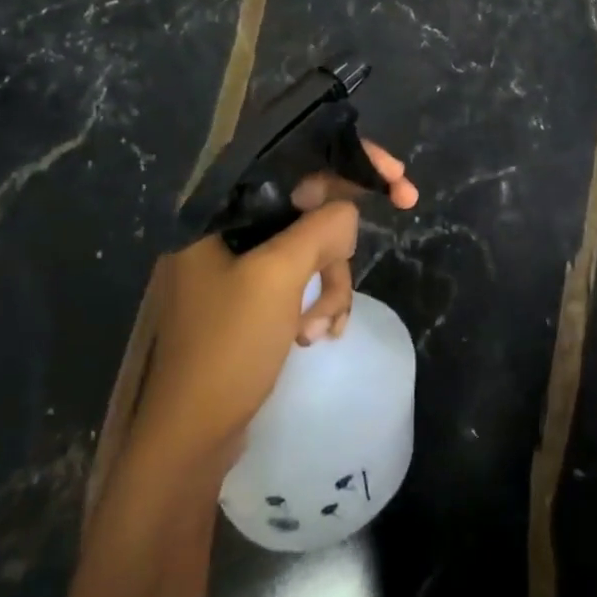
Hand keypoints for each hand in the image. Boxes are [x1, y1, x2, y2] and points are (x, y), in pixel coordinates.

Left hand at [132, 141, 417, 465]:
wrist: (190, 439)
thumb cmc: (226, 347)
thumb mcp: (278, 276)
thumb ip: (321, 228)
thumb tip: (348, 212)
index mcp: (220, 212)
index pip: (292, 160)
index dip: (349, 158)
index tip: (395, 174)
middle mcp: (228, 230)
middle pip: (310, 203)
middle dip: (347, 229)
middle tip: (407, 202)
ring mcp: (241, 266)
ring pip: (314, 246)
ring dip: (332, 282)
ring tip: (322, 325)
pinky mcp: (255, 298)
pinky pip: (305, 279)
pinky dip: (321, 301)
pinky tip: (319, 334)